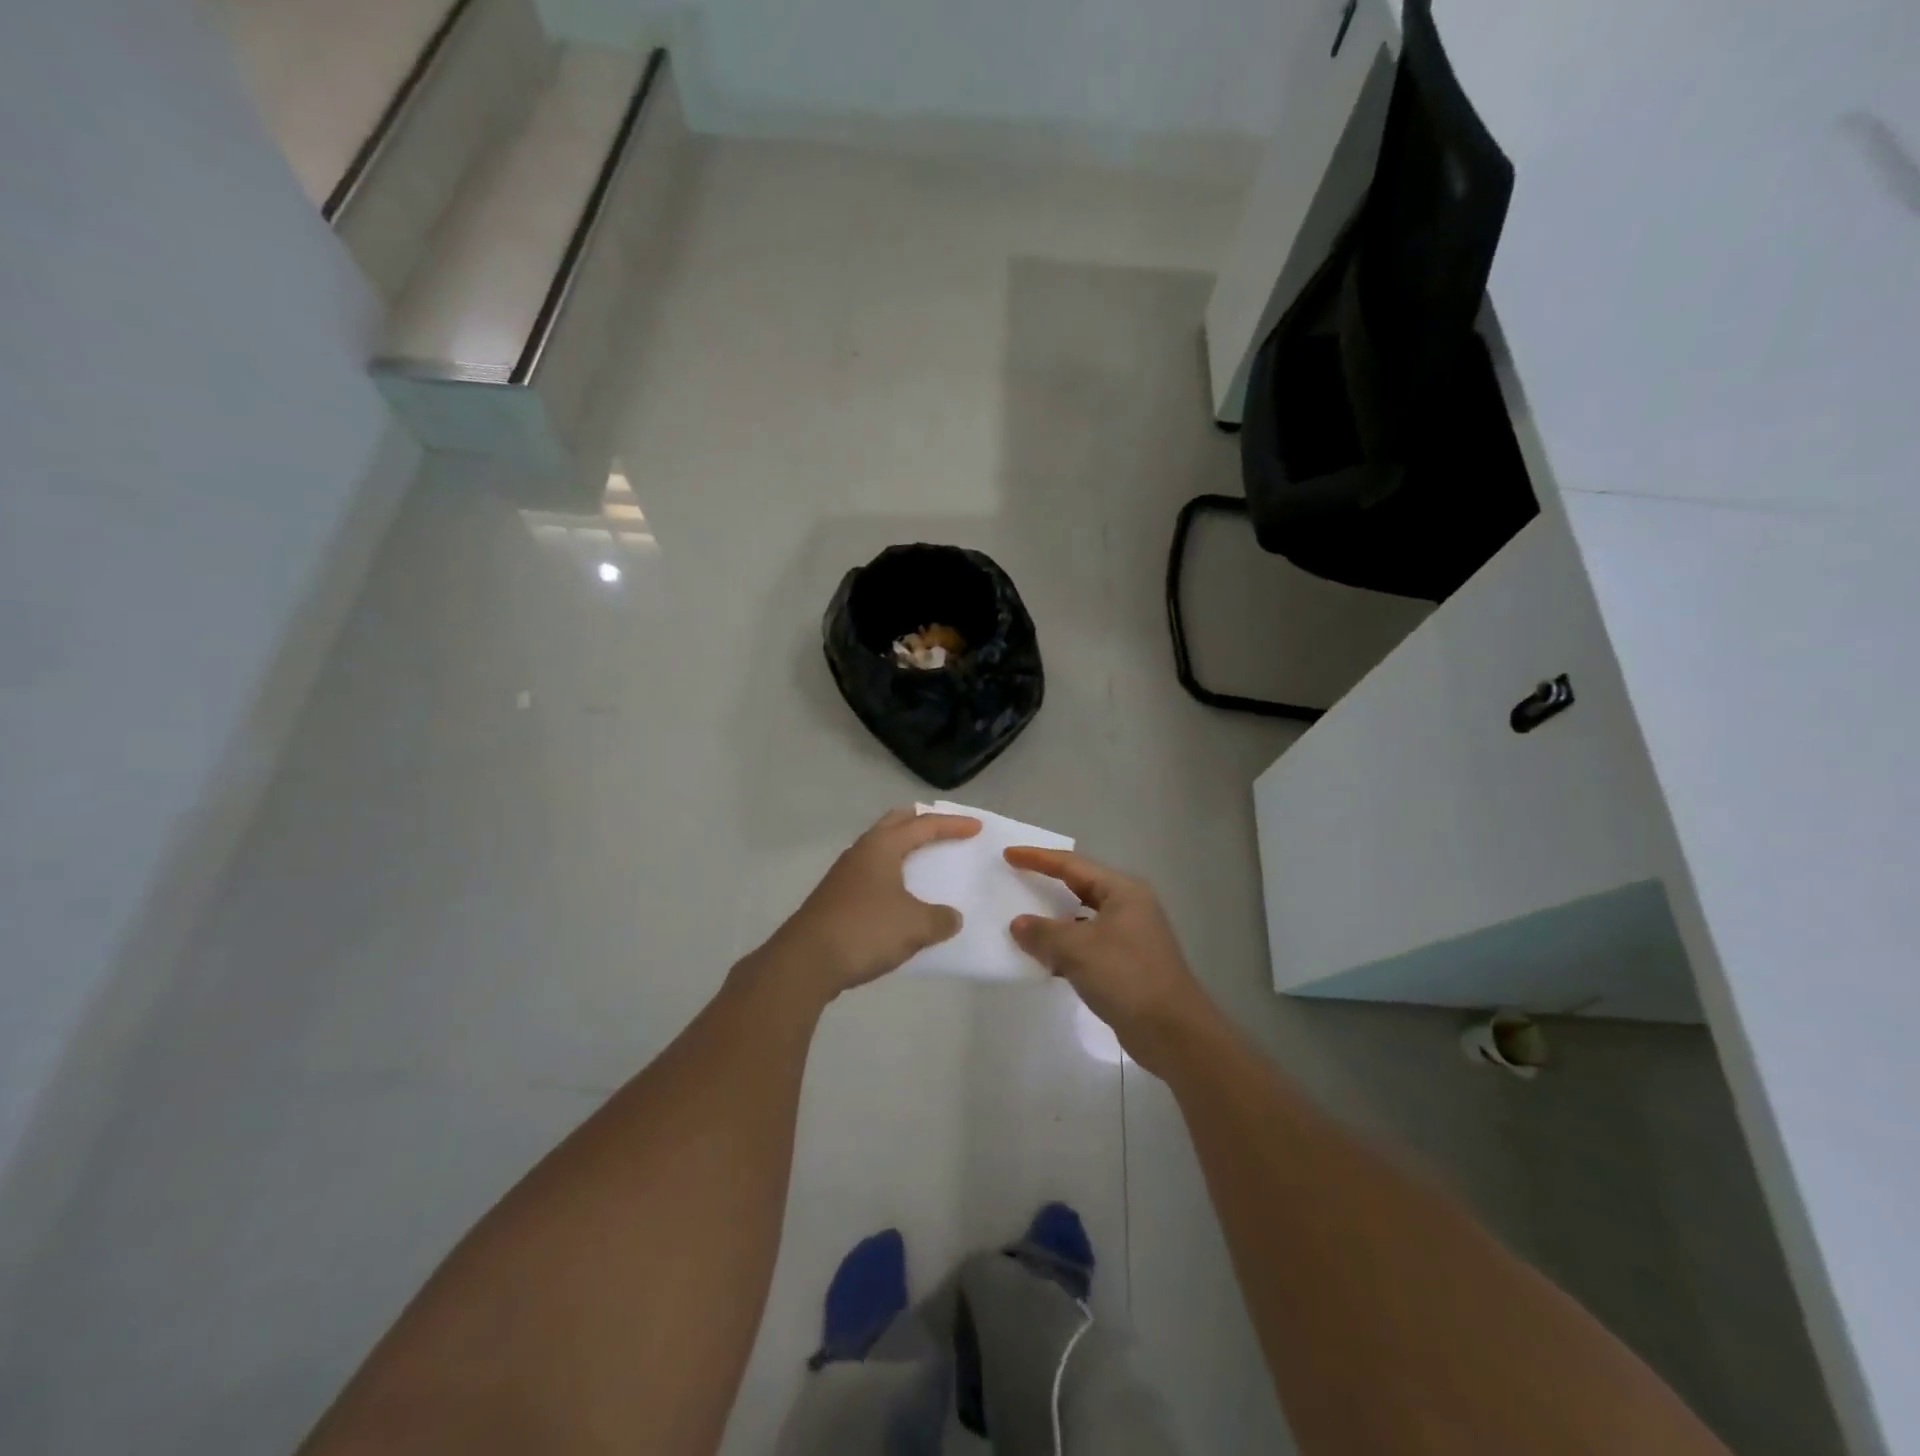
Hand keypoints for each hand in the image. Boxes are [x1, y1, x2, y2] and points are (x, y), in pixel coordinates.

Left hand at [762, 808, 980, 1001]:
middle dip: (920, 823)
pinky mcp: (835, 898)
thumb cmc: (865, 930)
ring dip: (902, 850)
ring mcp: (844, 875)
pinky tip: (899, 898)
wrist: (806, 962)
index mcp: (882, 847)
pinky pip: (872, 874)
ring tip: (923, 862)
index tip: (976, 828)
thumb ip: (940, 919)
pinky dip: (891, 876)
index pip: (924, 826)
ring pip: (879, 849)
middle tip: (942, 829)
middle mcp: (861, 852)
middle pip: (894, 824)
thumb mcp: (915, 926)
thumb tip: (951, 918)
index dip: (952, 825)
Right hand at [1006, 848, 1218, 1074]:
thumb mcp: (1077, 950)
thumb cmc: (1126, 977)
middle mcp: (1128, 907)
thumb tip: (1018, 923)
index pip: (1072, 865)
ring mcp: (1130, 936)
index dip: (1038, 858)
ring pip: (1083, 919)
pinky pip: (1087, 945)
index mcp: (1122, 891)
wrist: (1173, 1032)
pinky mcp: (1126, 964)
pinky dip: (1065, 948)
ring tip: (1022, 922)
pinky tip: (1044, 960)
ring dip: (1054, 921)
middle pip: (1080, 887)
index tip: (1008, 854)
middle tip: (1015, 880)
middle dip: (1047, 885)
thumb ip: (1043, 932)